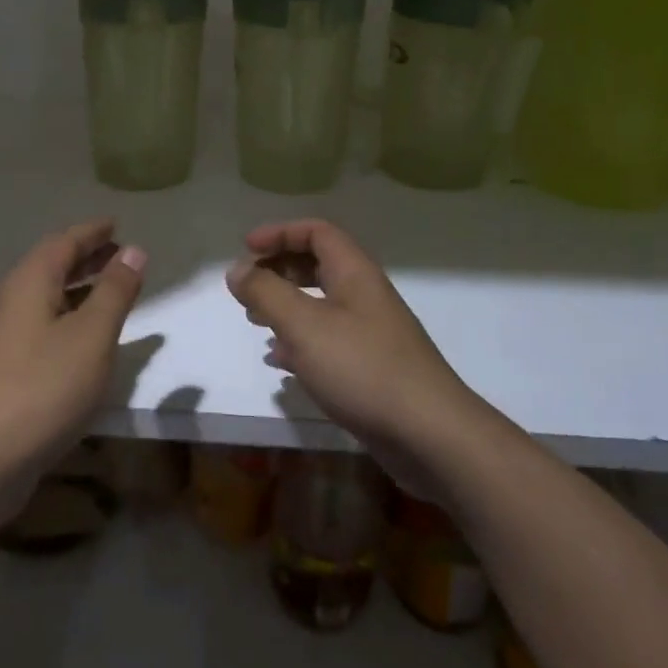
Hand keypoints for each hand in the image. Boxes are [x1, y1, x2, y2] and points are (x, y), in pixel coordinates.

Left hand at [0, 219, 145, 515]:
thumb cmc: (44, 387)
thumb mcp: (92, 336)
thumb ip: (115, 291)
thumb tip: (134, 250)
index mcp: (29, 283)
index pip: (63, 242)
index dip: (92, 232)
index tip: (116, 224)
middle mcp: (12, 301)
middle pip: (51, 266)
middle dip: (86, 256)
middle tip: (119, 252)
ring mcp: (4, 336)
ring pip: (46, 296)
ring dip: (79, 287)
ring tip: (111, 289)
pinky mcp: (6, 367)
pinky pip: (43, 323)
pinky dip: (69, 316)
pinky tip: (87, 337)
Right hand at [226, 219, 473, 488]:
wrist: (430, 435)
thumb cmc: (363, 369)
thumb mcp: (304, 325)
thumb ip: (266, 293)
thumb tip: (237, 269)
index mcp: (355, 274)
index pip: (317, 232)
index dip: (279, 233)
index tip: (246, 250)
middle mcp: (365, 296)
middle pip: (318, 265)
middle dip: (278, 269)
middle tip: (247, 288)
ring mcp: (370, 333)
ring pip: (321, 304)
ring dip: (285, 306)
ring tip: (255, 320)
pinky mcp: (370, 368)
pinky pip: (327, 341)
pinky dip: (299, 342)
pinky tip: (280, 362)